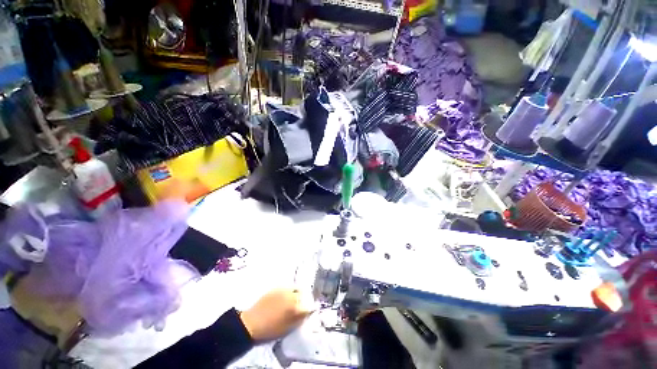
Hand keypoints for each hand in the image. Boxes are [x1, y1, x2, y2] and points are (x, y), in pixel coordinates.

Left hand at [239, 289, 312, 340]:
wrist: (252, 323)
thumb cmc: (270, 329)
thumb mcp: (288, 328)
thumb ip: (299, 319)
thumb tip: (307, 312)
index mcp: (295, 308)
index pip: (308, 306)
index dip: (308, 309)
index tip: (306, 312)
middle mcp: (292, 296)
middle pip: (303, 294)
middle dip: (303, 299)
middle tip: (300, 305)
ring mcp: (284, 290)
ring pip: (296, 288)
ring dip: (297, 293)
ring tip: (293, 299)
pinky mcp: (277, 287)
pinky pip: (287, 287)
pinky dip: (289, 290)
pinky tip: (285, 296)